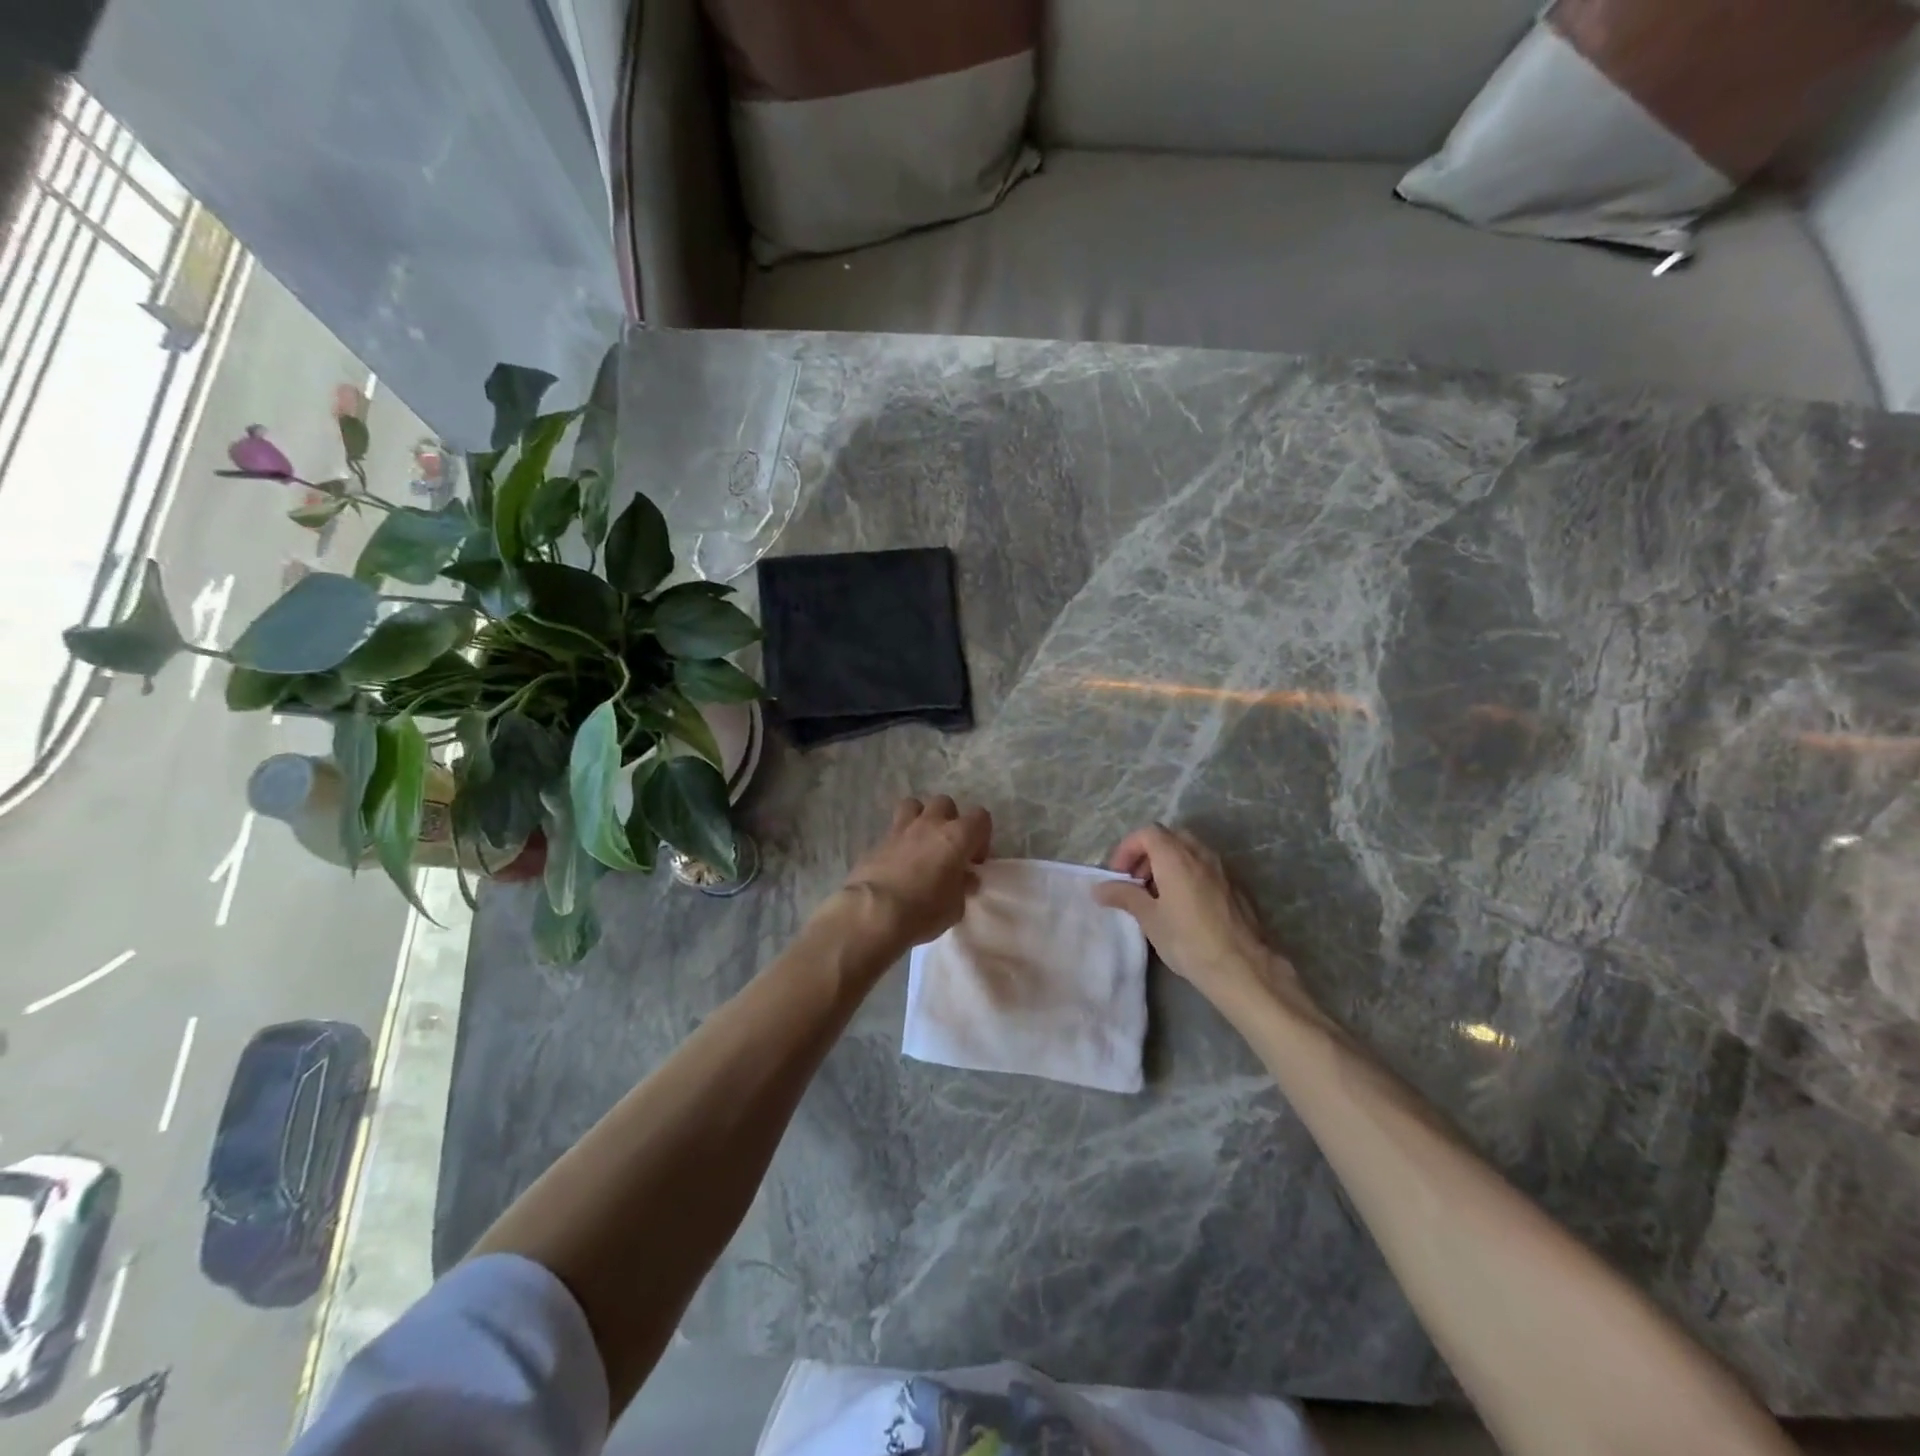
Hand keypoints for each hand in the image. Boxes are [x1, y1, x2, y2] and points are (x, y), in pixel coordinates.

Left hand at [837, 795, 992, 950]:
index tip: (974, 861)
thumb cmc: (924, 910)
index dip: (981, 836)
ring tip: (921, 844)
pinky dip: (899, 840)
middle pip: (945, 803)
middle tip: (948, 849)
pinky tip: (898, 862)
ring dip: (921, 819)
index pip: (980, 817)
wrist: (874, 912)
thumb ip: (963, 886)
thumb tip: (964, 878)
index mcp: (957, 836)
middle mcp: (930, 824)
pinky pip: (893, 830)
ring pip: (914, 805)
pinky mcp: (878, 841)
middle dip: (950, 821)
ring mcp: (901, 829)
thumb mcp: (956, 907)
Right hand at [1094, 825, 1310, 1018]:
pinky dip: (1188, 874)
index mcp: (1176, 857)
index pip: (1147, 833)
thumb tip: (1100, 888)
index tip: (1119, 875)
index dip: (1127, 849)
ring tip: (1158, 895)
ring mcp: (1223, 868)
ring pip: (1189, 851)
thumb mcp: (1149, 919)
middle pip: (1169, 838)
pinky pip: (1205, 868)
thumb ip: (1124, 896)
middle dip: (1148, 854)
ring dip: (1168, 864)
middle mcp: (1201, 854)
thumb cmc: (1189, 941)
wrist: (1244, 967)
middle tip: (1136, 881)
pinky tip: (1184, 906)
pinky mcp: (1236, 886)